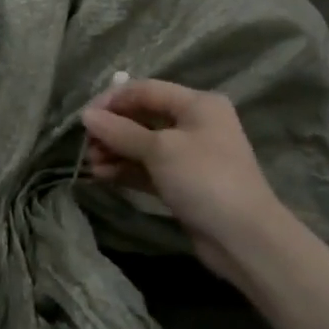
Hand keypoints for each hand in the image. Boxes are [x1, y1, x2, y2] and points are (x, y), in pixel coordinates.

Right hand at [81, 79, 286, 281]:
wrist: (243, 237)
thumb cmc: (204, 179)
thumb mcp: (160, 149)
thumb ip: (121, 131)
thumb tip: (86, 116)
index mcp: (197, 104)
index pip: (146, 90)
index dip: (112, 100)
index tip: (84, 118)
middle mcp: (194, 124)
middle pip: (142, 117)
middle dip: (112, 129)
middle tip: (86, 146)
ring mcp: (188, 155)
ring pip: (142, 144)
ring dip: (114, 151)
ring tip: (91, 164)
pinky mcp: (182, 182)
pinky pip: (146, 168)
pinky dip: (125, 169)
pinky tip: (102, 175)